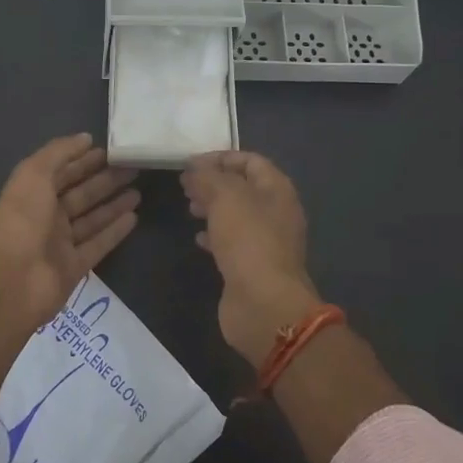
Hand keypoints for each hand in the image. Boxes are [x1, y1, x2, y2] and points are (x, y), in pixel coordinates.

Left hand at [0, 133, 139, 329]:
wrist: (11, 281)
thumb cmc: (21, 220)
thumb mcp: (34, 174)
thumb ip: (59, 152)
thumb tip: (85, 138)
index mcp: (33, 193)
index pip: (63, 171)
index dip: (84, 160)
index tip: (111, 150)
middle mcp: (46, 217)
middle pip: (80, 194)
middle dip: (105, 180)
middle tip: (134, 167)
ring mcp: (60, 244)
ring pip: (92, 219)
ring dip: (114, 204)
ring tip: (139, 190)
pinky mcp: (74, 267)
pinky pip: (98, 245)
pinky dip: (115, 231)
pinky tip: (134, 217)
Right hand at [181, 150, 321, 366]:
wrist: (263, 304)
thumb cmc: (249, 241)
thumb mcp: (226, 197)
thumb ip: (208, 177)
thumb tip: (194, 168)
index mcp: (277, 190)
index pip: (250, 161)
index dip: (221, 157)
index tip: (191, 163)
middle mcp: (276, 212)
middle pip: (243, 188)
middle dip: (214, 182)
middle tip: (185, 184)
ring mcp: (265, 241)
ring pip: (236, 215)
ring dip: (212, 207)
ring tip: (188, 206)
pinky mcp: (252, 266)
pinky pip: (232, 242)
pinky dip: (214, 235)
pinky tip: (197, 238)